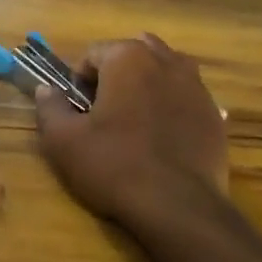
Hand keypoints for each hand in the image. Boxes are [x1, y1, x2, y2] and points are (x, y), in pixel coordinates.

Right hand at [35, 34, 227, 227]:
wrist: (179, 207)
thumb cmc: (115, 165)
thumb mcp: (64, 141)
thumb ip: (50, 107)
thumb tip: (46, 89)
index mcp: (128, 58)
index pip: (93, 53)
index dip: (79, 80)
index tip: (77, 110)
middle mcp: (166, 61)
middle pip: (133, 54)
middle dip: (116, 75)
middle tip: (104, 113)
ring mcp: (197, 86)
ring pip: (164, 71)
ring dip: (147, 86)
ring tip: (135, 121)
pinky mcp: (215, 114)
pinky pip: (186, 98)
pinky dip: (172, 107)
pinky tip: (163, 138)